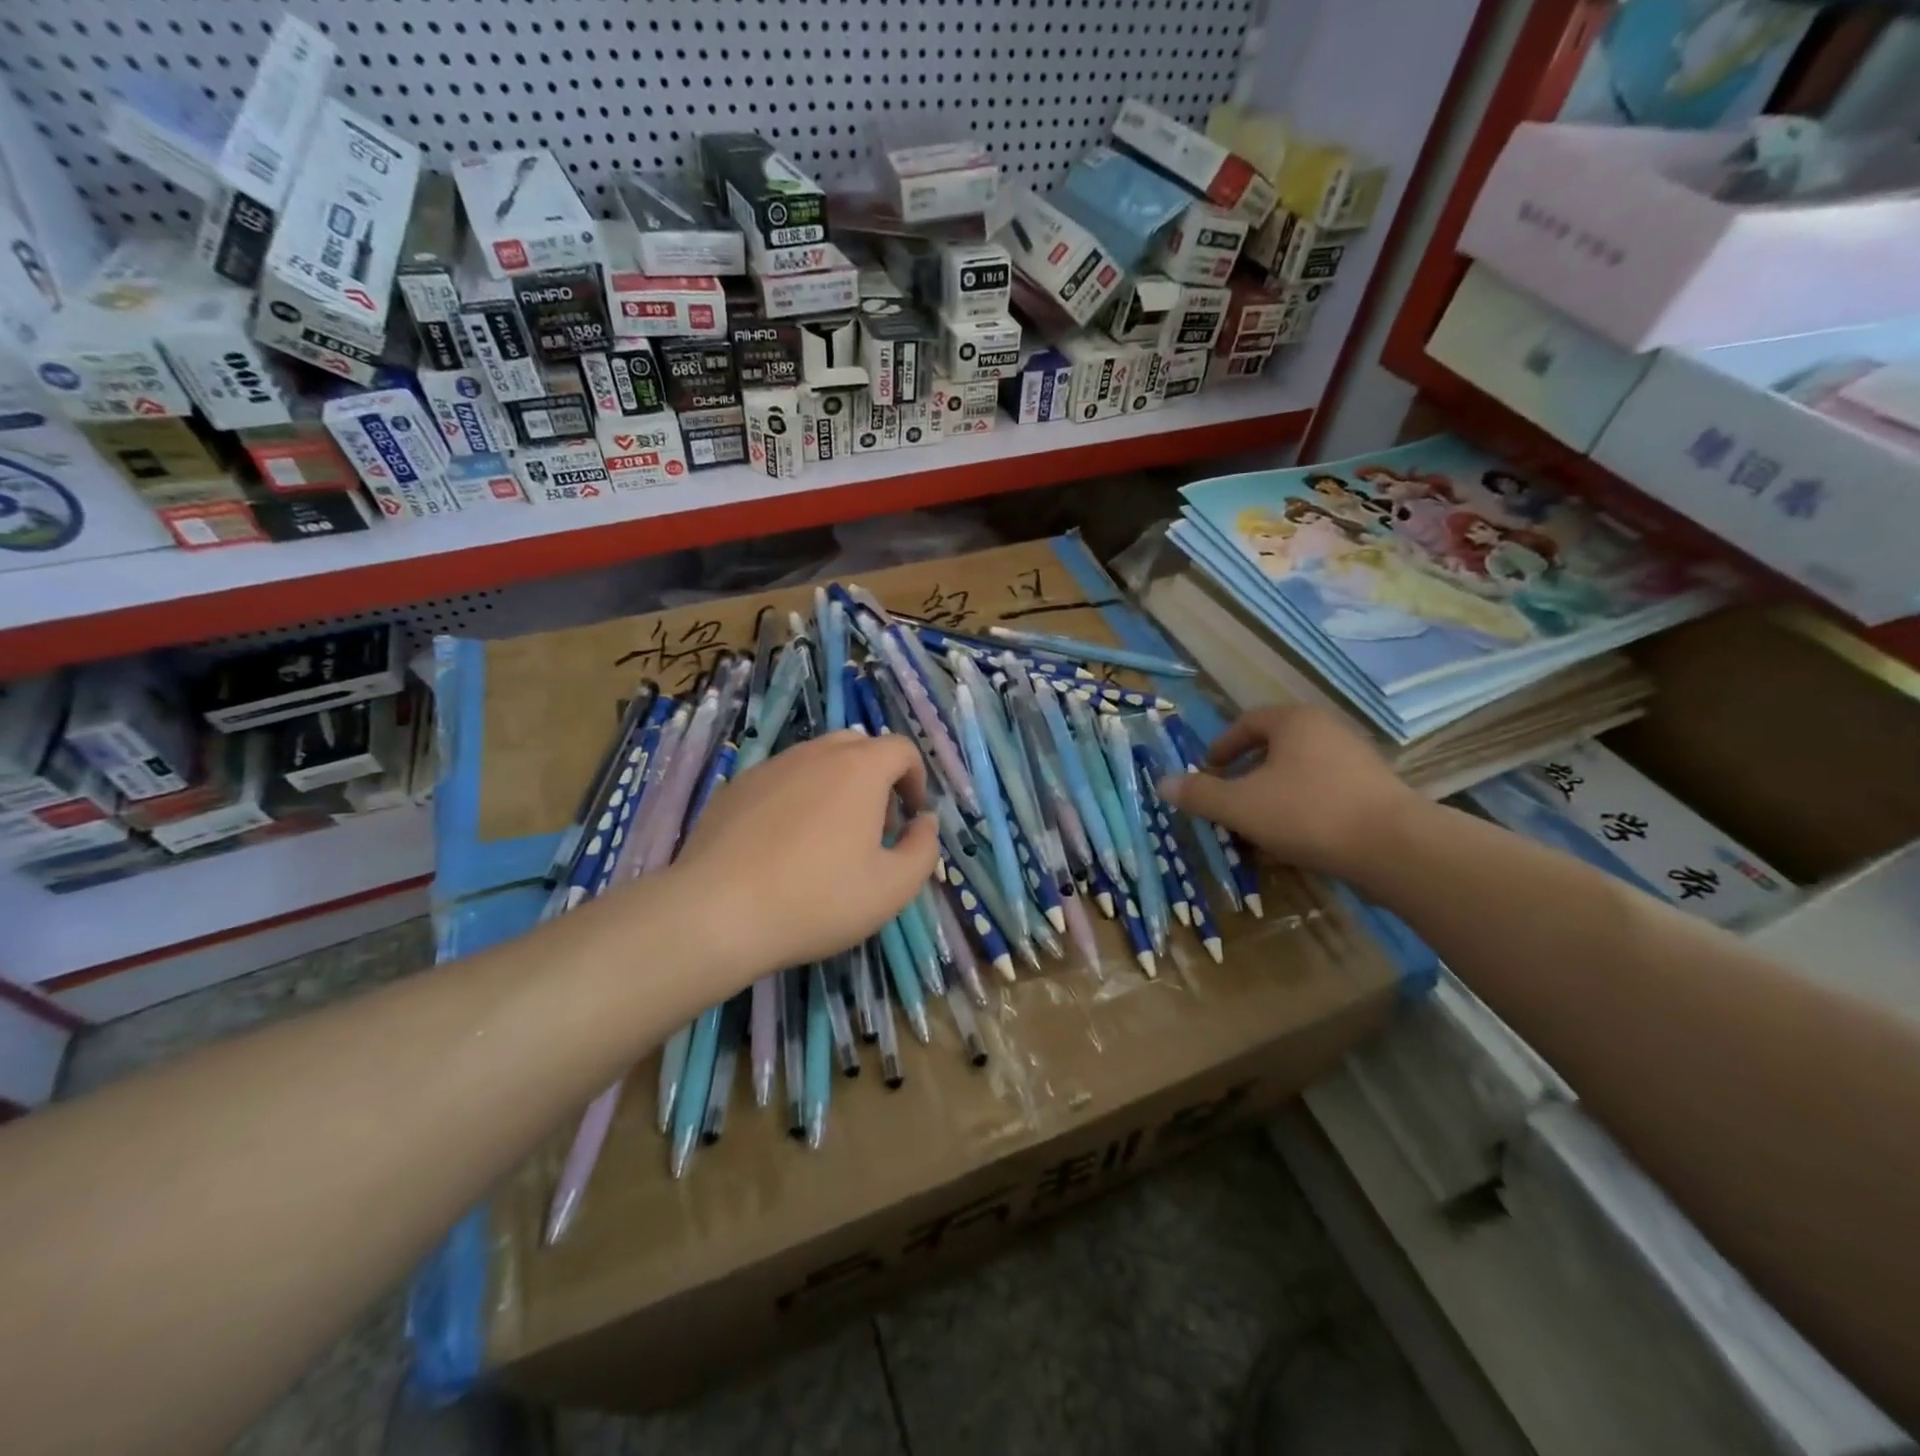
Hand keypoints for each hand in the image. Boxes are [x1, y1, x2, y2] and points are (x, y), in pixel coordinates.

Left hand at [670, 730, 940, 976]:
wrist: (717, 913)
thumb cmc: (818, 899)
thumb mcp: (893, 888)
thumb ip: (923, 849)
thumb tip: (925, 822)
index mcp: (859, 769)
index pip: (901, 749)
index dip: (916, 780)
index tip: (911, 818)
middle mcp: (815, 754)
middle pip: (858, 747)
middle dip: (877, 778)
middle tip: (875, 826)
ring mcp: (770, 767)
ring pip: (816, 761)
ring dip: (835, 786)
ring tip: (828, 838)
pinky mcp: (735, 787)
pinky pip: (780, 780)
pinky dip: (796, 799)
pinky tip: (784, 845)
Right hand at [1155, 705, 1420, 880]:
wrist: (1394, 847)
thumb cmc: (1307, 813)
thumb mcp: (1240, 805)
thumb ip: (1200, 794)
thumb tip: (1162, 783)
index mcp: (1294, 721)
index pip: (1247, 722)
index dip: (1221, 747)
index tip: (1207, 772)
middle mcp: (1327, 730)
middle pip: (1274, 747)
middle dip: (1246, 774)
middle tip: (1228, 800)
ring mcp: (1356, 759)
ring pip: (1299, 772)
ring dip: (1272, 794)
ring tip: (1257, 825)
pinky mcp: (1376, 790)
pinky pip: (1324, 791)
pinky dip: (1301, 808)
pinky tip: (1295, 839)